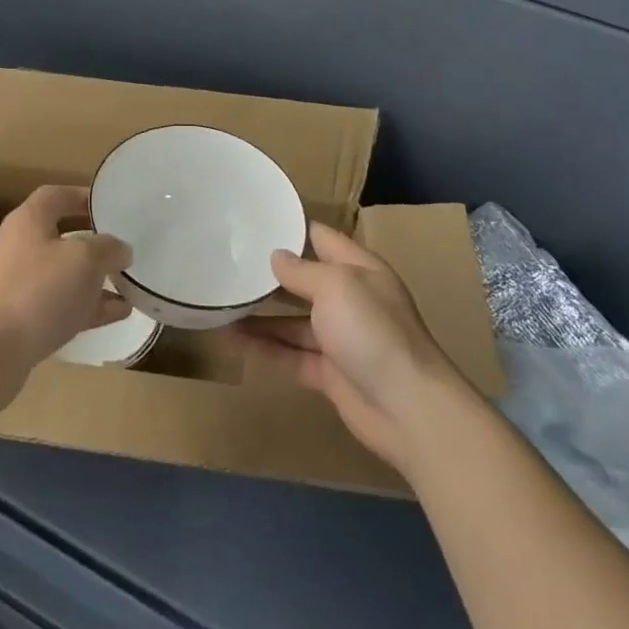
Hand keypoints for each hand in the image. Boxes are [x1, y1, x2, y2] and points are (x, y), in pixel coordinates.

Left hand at [0, 186, 133, 380]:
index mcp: (27, 221)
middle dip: (93, 245)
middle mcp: (16, 247)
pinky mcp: (14, 320)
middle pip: (59, 237)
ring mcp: (13, 286)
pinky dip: (84, 307)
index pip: (56, 195)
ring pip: (60, 276)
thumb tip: (120, 249)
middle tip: (122, 252)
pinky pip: (56, 306)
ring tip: (127, 289)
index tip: (111, 206)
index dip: (83, 196)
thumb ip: (108, 248)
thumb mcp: (84, 260)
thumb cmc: (37, 292)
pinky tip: (115, 315)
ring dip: (93, 281)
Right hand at [237, 222, 465, 472]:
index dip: (292, 227)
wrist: (408, 408)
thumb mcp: (336, 286)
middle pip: (303, 280)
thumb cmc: (372, 331)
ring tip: (220, 303)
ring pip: (292, 321)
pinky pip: (289, 354)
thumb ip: (301, 270)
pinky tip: (231, 339)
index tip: (253, 220)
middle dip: (269, 273)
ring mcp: (339, 338)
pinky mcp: (328, 373)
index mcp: (360, 269)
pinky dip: (263, 347)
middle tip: (226, 262)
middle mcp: (350, 299)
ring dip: (259, 314)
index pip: (322, 238)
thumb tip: (275, 256)